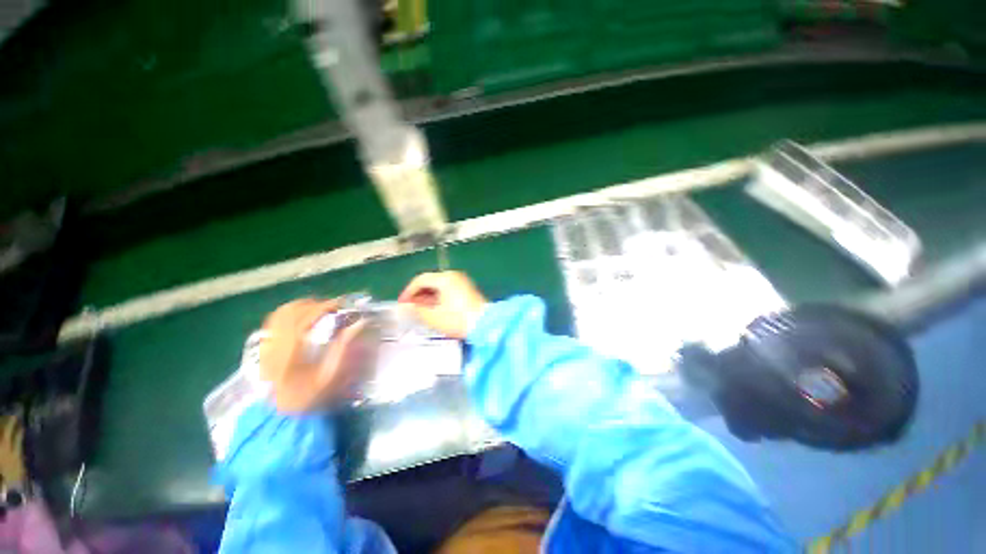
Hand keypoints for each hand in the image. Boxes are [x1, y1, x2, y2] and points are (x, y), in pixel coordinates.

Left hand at [258, 299, 374, 412]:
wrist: (281, 414)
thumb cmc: (309, 396)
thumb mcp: (331, 376)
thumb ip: (343, 348)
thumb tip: (359, 324)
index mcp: (291, 353)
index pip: (306, 318)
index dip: (326, 306)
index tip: (343, 303)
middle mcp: (275, 345)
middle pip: (292, 311)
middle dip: (315, 303)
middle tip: (334, 307)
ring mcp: (266, 345)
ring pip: (281, 313)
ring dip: (302, 305)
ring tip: (320, 309)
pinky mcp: (264, 347)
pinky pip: (274, 320)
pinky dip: (290, 312)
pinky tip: (302, 317)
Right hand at [399, 271, 488, 338]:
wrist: (485, 325)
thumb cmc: (458, 320)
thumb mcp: (433, 317)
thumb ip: (416, 310)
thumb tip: (404, 307)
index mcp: (445, 278)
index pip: (420, 279)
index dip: (408, 291)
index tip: (402, 304)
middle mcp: (454, 276)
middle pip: (430, 281)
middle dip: (418, 294)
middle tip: (410, 308)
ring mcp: (462, 282)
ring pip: (439, 286)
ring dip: (428, 297)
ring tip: (420, 311)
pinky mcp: (467, 289)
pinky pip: (448, 289)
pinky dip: (439, 297)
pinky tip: (435, 309)